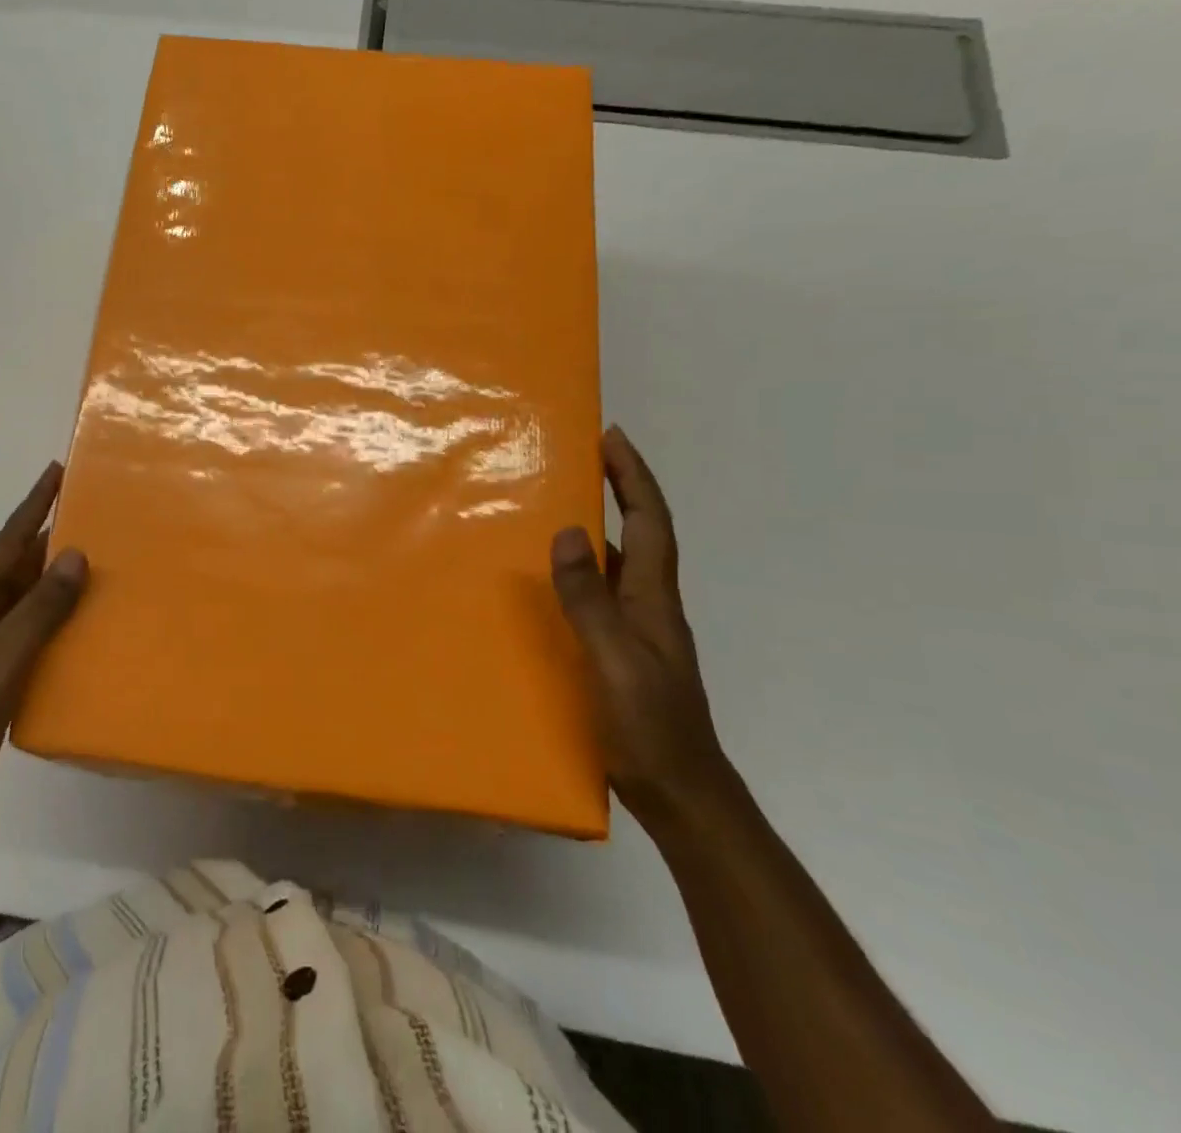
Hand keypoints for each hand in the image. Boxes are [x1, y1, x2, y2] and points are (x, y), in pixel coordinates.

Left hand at [0, 462, 87, 838]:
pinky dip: (52, 617)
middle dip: (49, 540)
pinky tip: (80, 619)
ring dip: (53, 580)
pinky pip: (27, 628)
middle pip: (14, 566)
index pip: (5, 543)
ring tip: (96, 560)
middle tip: (93, 516)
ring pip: (22, 598)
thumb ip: (40, 608)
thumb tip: (75, 555)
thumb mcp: (2, 660)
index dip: (32, 506)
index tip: (56, 471)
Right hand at [550, 427, 730, 827]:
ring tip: (556, 503)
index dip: (634, 477)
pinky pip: (600, 592)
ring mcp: (638, 630)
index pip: (649, 522)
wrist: (682, 796)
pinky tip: (551, 578)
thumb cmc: (650, 728)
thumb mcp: (614, 661)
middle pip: (639, 532)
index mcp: (653, 598)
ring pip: (619, 560)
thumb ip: (590, 600)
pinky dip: (582, 568)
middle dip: (618, 487)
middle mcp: (649, 604)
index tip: (612, 436)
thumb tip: (569, 532)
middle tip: (582, 456)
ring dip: (599, 524)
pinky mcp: (620, 652)